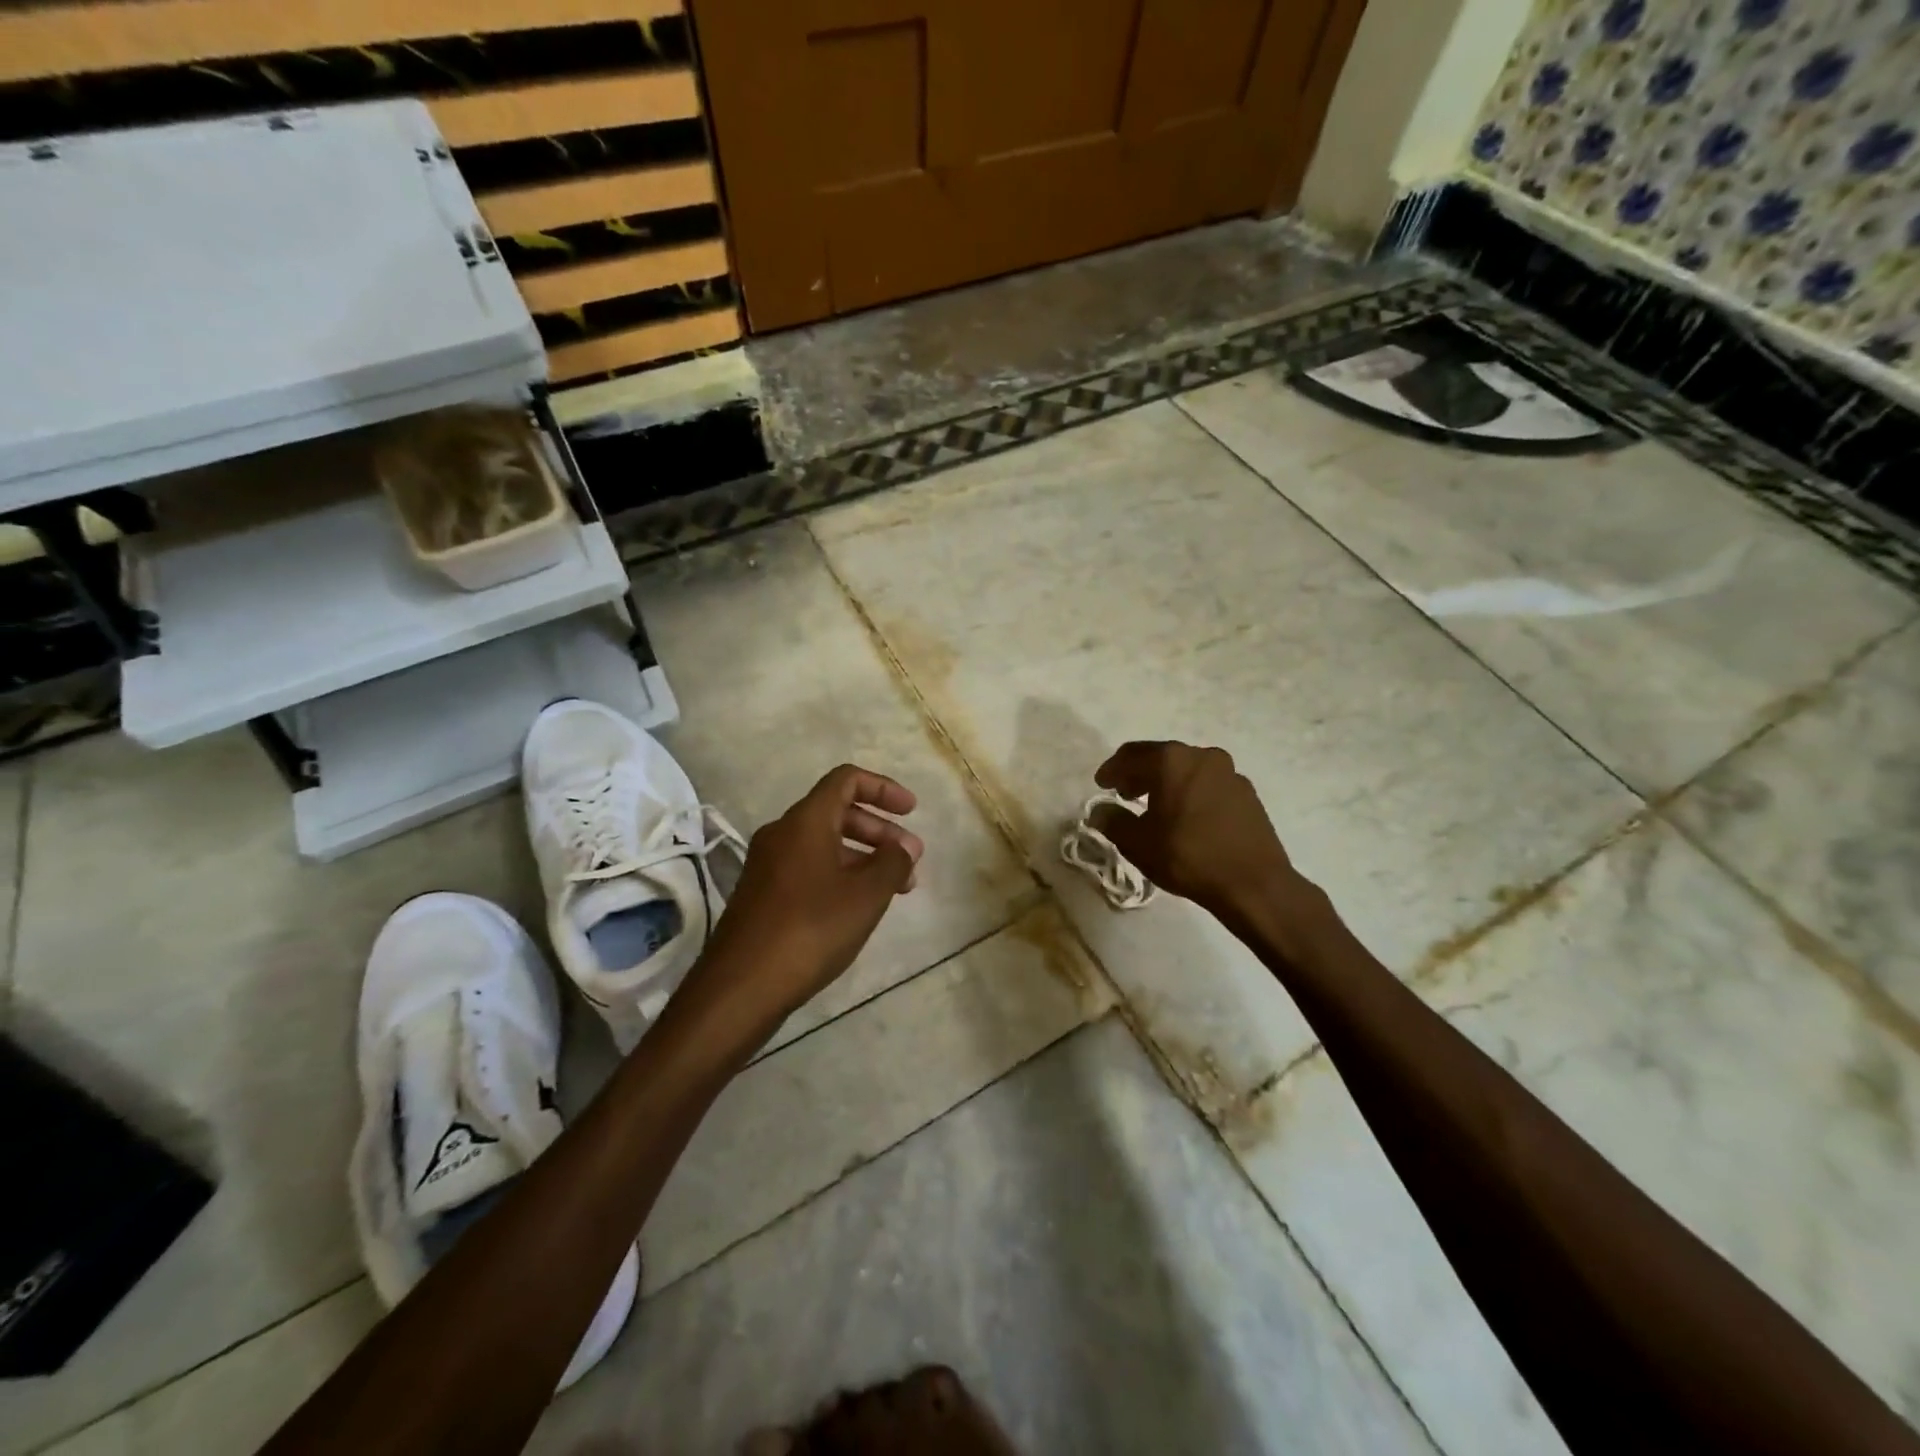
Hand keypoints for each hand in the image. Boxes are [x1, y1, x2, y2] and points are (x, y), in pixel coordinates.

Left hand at [692, 765, 922, 1029]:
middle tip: (911, 858)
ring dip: (863, 856)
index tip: (912, 811)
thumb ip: (892, 863)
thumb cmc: (810, 930)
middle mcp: (782, 834)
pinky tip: (859, 906)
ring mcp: (767, 865)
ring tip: (895, 888)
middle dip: (879, 830)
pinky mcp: (762, 895)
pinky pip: (809, 868)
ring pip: (824, 844)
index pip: (846, 780)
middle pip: (837, 812)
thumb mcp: (865, 895)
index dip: (883, 788)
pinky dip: (840, 875)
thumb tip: (902, 847)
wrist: (741, 986)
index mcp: (805, 821)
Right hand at [1091, 741, 1307, 920]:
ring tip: (1154, 807)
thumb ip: (1113, 821)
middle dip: (1139, 774)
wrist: (1254, 883)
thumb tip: (1099, 811)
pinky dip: (1190, 793)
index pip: (1131, 755)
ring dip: (1166, 783)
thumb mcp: (1138, 843)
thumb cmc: (1188, 857)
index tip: (1101, 785)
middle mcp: (1202, 756)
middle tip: (1124, 794)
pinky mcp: (1247, 793)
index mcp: (1172, 760)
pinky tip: (1186, 818)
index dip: (1112, 770)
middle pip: (1161, 757)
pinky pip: (1208, 784)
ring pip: (1187, 770)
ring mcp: (1229, 773)